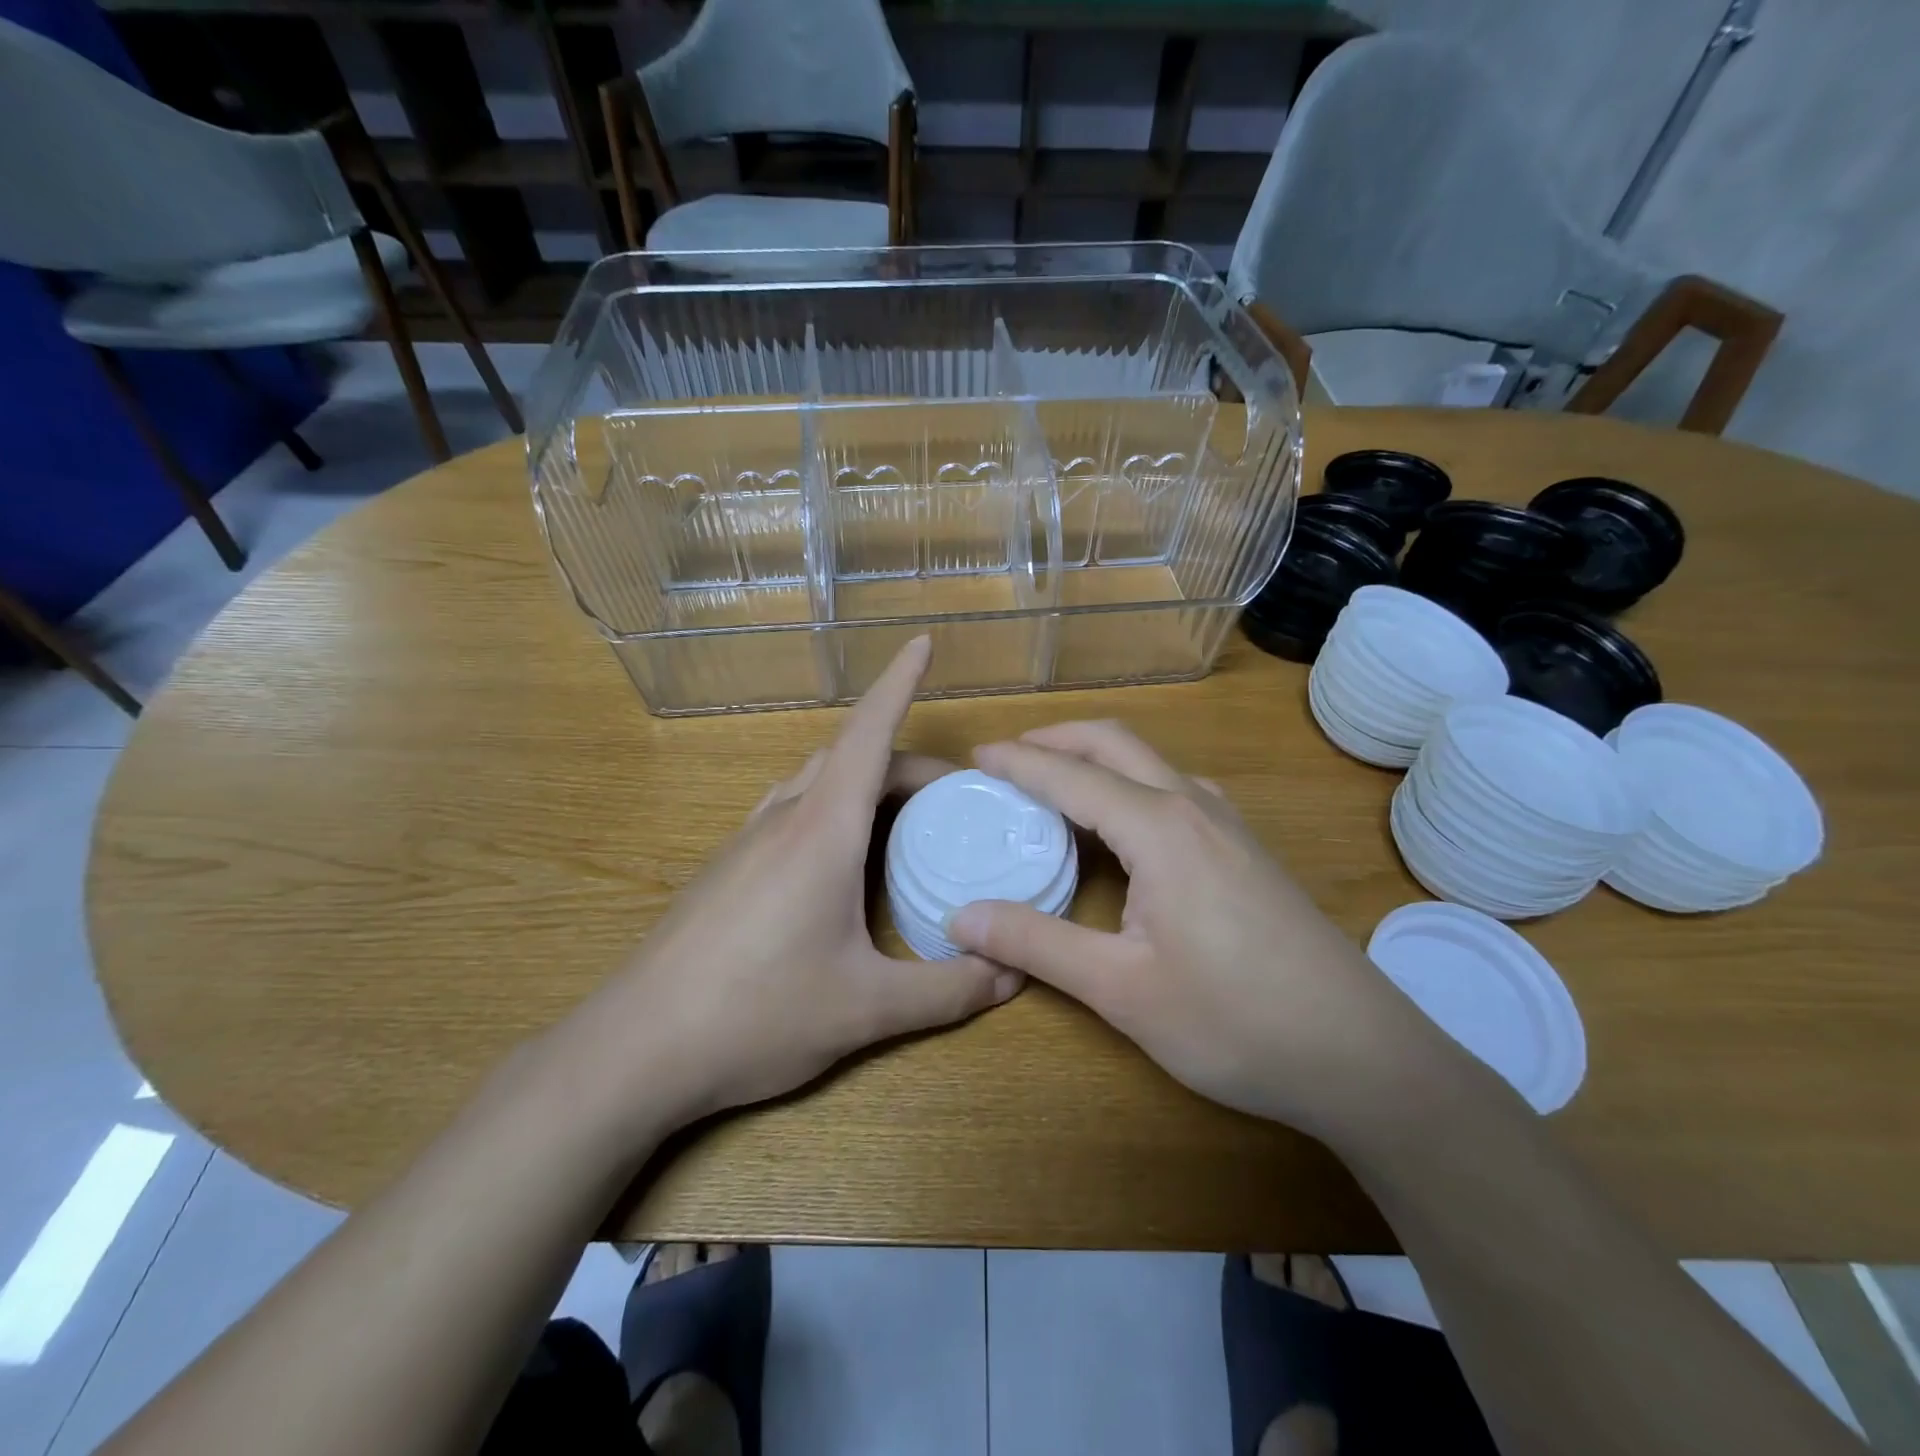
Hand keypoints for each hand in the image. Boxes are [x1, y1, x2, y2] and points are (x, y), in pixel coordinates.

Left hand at [555, 637, 1019, 1138]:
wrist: (635, 1048)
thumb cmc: (756, 1015)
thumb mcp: (867, 1009)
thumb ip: (948, 989)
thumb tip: (1012, 973)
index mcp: (823, 829)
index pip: (869, 732)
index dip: (900, 682)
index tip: (923, 643)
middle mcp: (784, 818)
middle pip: (852, 755)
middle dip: (908, 761)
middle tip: (957, 799)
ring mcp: (748, 840)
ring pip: (817, 779)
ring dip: (866, 779)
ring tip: (904, 819)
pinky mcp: (727, 867)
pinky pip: (791, 809)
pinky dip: (831, 805)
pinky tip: (840, 857)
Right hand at [946, 721, 1445, 1139]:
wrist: (1361, 1055)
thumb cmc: (1235, 1020)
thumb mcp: (1121, 990)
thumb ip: (1037, 943)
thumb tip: (960, 918)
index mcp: (1159, 827)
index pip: (1070, 775)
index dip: (1017, 763)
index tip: (974, 757)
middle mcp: (1194, 805)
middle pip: (1114, 744)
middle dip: (1056, 738)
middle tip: (1006, 758)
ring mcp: (1227, 823)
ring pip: (1149, 763)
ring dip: (1095, 759)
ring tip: (1052, 784)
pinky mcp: (1245, 848)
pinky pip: (1172, 789)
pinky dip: (1127, 785)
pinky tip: (1119, 824)